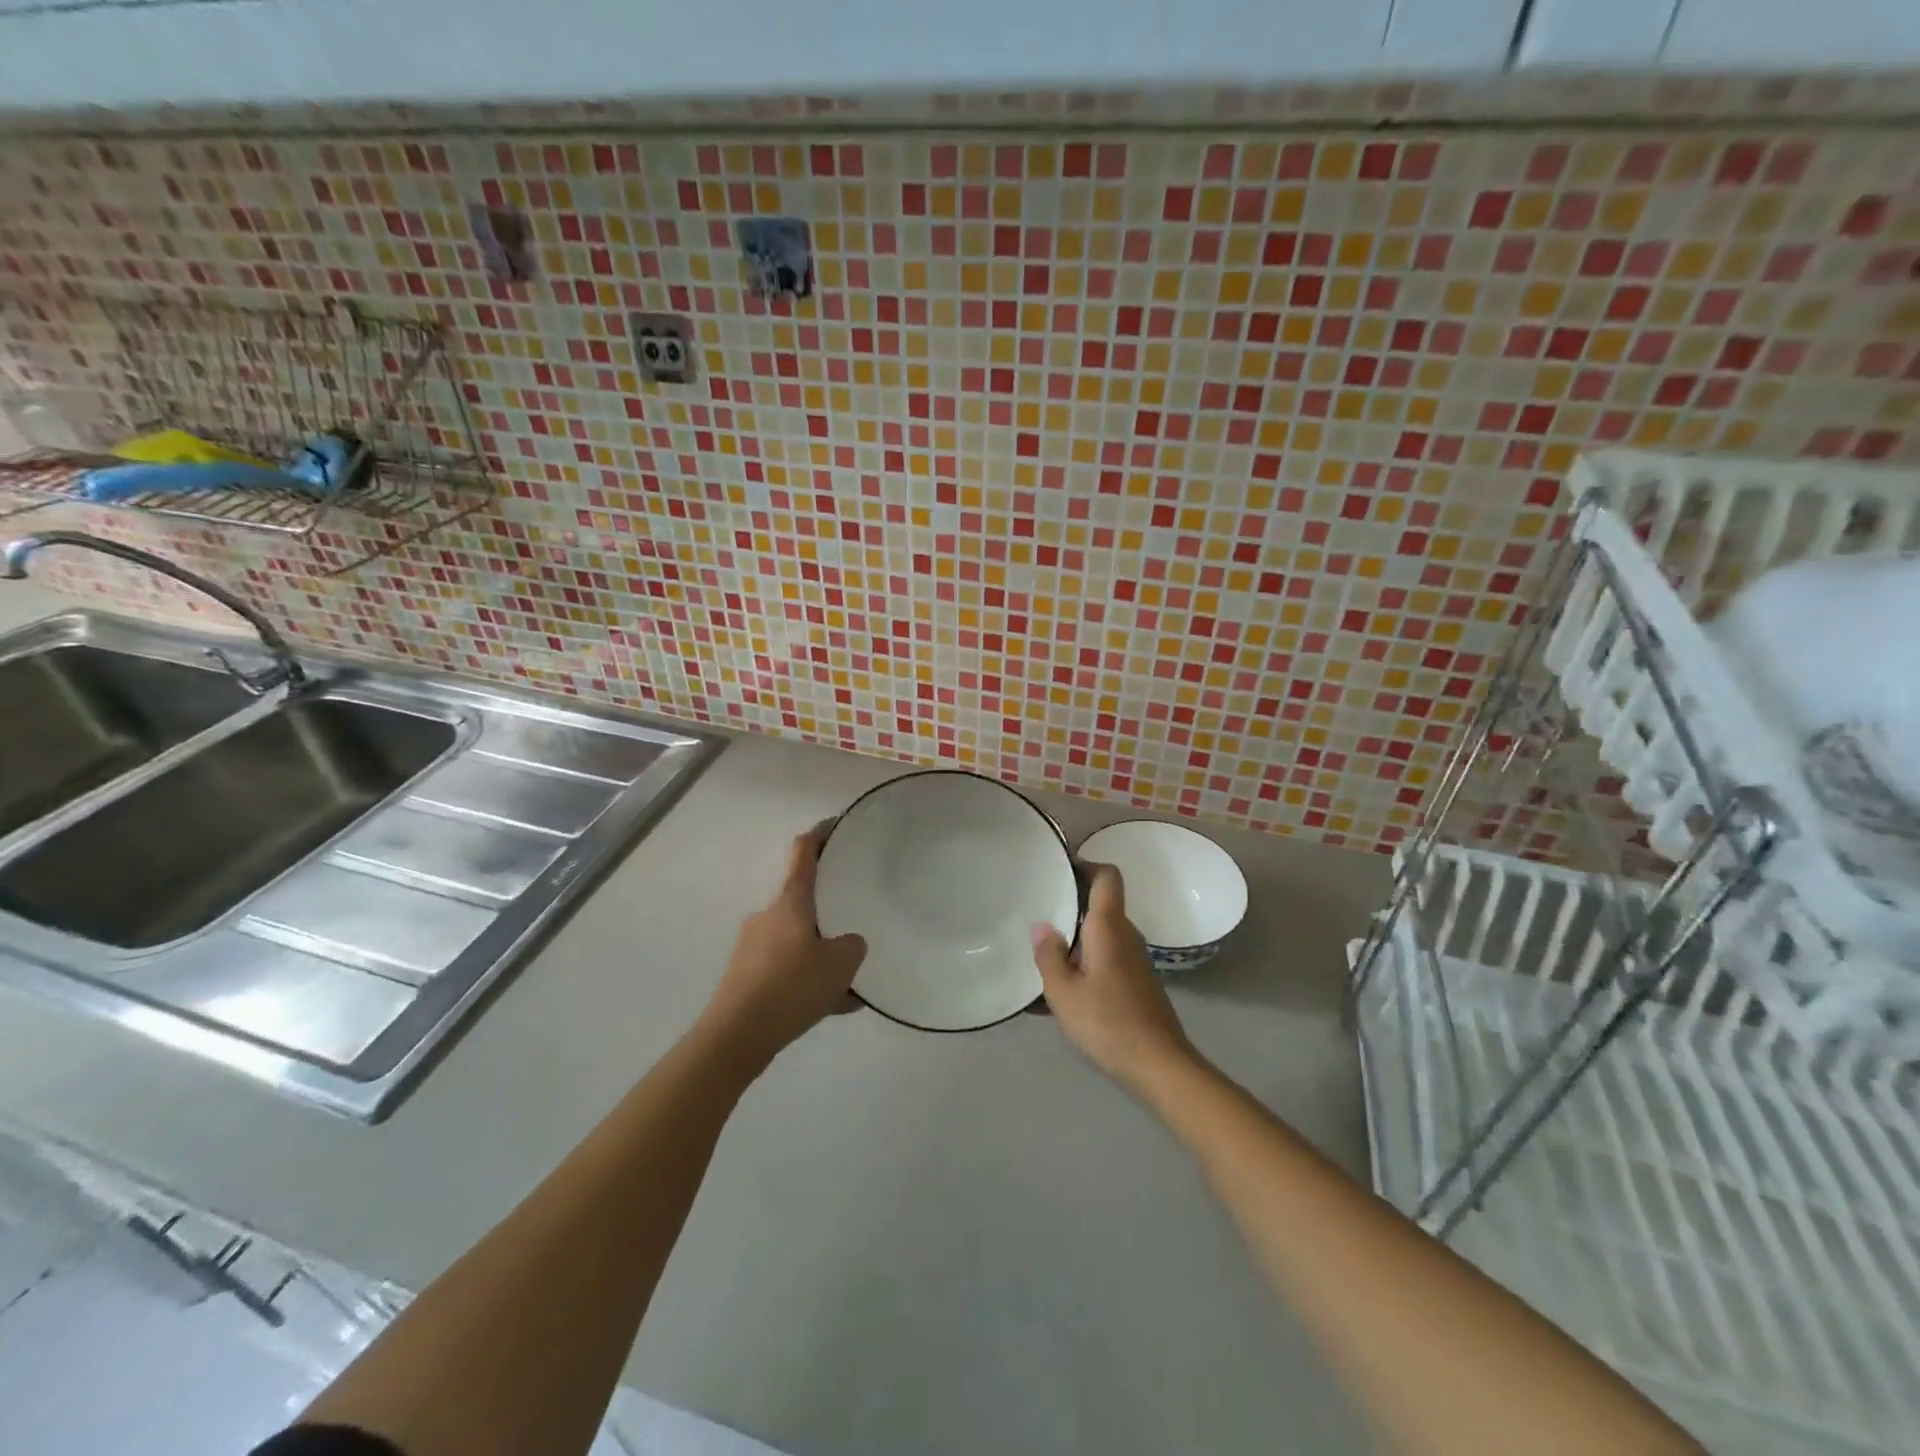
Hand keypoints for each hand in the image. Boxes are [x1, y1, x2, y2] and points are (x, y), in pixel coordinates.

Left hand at [701, 826, 867, 1066]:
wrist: (735, 1036)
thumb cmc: (791, 986)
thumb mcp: (841, 964)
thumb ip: (853, 946)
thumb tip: (849, 943)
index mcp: (790, 902)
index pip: (804, 852)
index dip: (821, 834)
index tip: (837, 825)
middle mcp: (768, 916)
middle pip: (803, 901)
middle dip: (829, 910)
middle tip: (855, 921)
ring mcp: (754, 947)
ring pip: (798, 941)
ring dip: (822, 954)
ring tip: (851, 981)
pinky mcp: (747, 977)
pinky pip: (788, 970)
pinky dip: (809, 980)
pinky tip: (834, 1006)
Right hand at [1032, 864, 1195, 1092]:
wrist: (1160, 1065)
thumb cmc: (1107, 1022)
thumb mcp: (1064, 992)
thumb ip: (1049, 955)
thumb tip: (1042, 925)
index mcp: (1109, 927)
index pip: (1107, 877)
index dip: (1086, 865)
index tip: (1060, 870)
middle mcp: (1126, 935)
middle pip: (1101, 905)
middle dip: (1071, 905)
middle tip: (1038, 913)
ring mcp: (1136, 959)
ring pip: (1103, 934)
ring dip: (1077, 937)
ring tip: (1044, 953)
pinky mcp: (1139, 981)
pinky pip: (1108, 956)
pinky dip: (1087, 960)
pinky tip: (1066, 986)